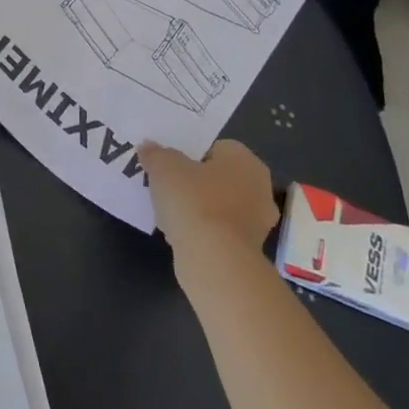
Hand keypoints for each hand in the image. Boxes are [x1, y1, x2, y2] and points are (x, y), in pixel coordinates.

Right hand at [139, 139, 280, 260]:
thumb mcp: (164, 167)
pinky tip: (181, 235)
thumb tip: (148, 147)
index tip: (168, 166)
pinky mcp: (248, 251)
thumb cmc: (194, 201)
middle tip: (167, 187)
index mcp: (245, 161)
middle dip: (194, 182)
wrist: (214, 261)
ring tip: (169, 213)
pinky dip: (202, 232)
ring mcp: (258, 223)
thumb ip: (155, 153)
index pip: (215, 148)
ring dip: (197, 209)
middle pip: (218, 178)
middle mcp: (259, 188)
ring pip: (218, 206)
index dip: (189, 155)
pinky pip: (219, 231)